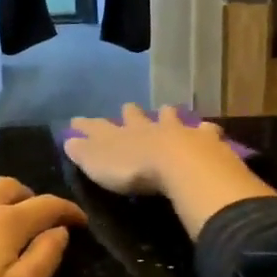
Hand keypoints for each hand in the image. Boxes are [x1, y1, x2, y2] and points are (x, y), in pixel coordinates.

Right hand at [63, 103, 230, 194]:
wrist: (179, 164)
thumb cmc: (134, 170)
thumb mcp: (98, 164)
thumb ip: (83, 152)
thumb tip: (67, 140)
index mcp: (120, 135)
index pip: (98, 127)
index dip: (87, 125)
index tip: (77, 120)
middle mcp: (147, 127)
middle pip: (136, 117)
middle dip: (130, 113)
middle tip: (128, 107)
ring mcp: (177, 130)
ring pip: (170, 117)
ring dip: (167, 114)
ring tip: (167, 109)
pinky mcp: (204, 140)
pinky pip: (205, 131)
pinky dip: (205, 130)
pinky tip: (209, 129)